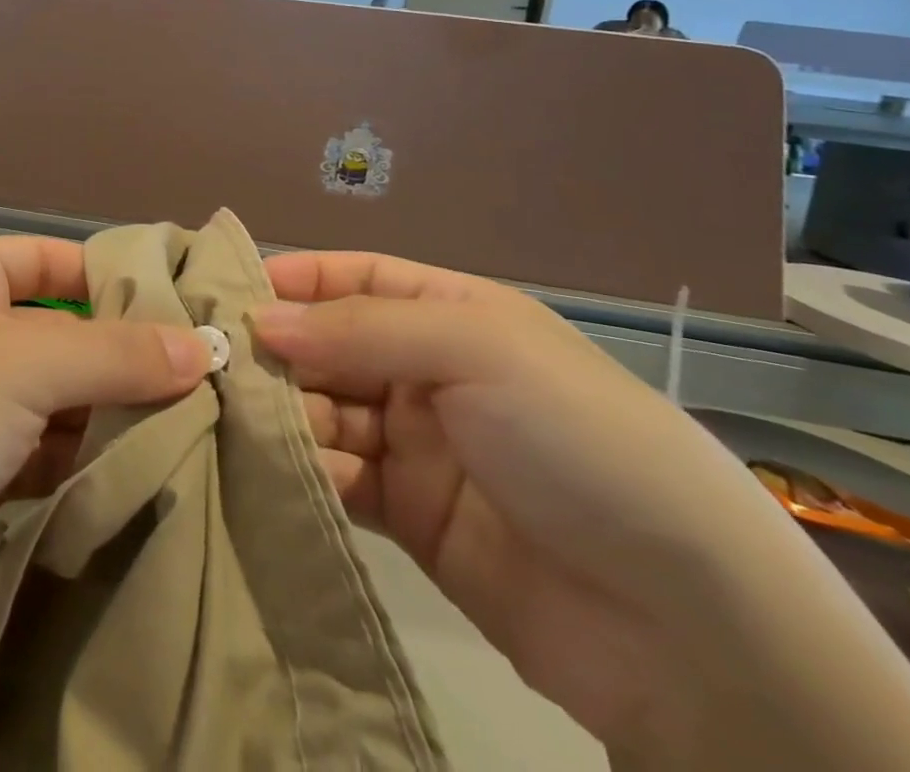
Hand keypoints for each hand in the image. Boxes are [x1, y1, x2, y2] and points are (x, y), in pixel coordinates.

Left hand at [0, 235, 211, 660]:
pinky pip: (37, 458)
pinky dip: (80, 465)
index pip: (50, 260)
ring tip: (192, 427)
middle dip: (121, 358)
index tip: (185, 305)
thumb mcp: (23, 363)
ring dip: (107, 417)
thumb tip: (204, 347)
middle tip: (207, 378)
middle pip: (57, 334)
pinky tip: (137, 474)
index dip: (113, 278)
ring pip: (52, 401)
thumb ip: (115, 354)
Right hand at [253, 255, 801, 755]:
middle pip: (328, 345)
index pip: (354, 278)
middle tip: (221, 367)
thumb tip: (259, 320)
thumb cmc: (575, 440)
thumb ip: (359, 329)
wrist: (688, 630)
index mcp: (451, 315)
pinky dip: (311, 473)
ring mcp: (416, 445)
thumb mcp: (475, 350)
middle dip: (278, 352)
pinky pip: (338, 477)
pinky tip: (295, 477)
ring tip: (250, 424)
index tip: (226, 290)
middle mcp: (427, 372)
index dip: (294, 279)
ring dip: (288, 415)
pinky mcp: (408, 516)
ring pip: (324, 410)